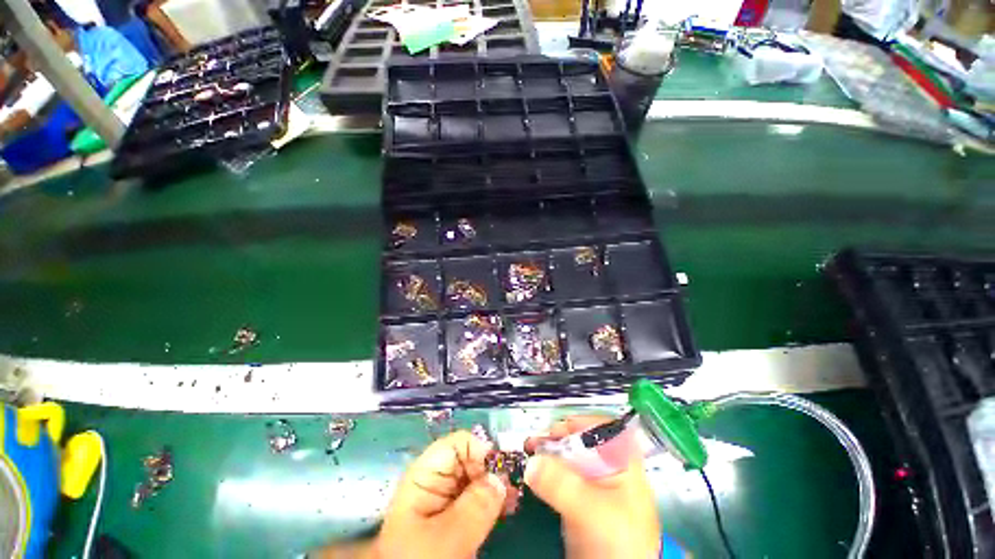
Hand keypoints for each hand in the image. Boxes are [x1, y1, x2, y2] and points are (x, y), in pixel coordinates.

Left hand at [375, 430, 506, 558]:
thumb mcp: (447, 537)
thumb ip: (475, 506)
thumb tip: (501, 477)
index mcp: (427, 473)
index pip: (459, 443)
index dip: (482, 451)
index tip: (501, 471)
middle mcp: (438, 478)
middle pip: (471, 458)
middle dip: (493, 470)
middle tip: (514, 489)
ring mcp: (448, 496)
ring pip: (478, 478)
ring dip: (497, 486)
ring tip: (513, 501)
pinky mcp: (456, 513)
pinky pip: (479, 497)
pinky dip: (494, 500)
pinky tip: (507, 508)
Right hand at [525, 416, 660, 558]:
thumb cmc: (621, 541)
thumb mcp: (593, 510)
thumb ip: (563, 484)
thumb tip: (532, 462)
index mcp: (622, 461)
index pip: (600, 426)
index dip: (577, 423)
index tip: (554, 430)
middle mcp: (608, 466)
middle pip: (580, 439)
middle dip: (557, 437)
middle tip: (535, 441)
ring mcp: (593, 482)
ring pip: (568, 456)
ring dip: (548, 452)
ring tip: (529, 450)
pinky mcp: (580, 497)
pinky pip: (561, 475)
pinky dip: (547, 470)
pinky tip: (534, 470)